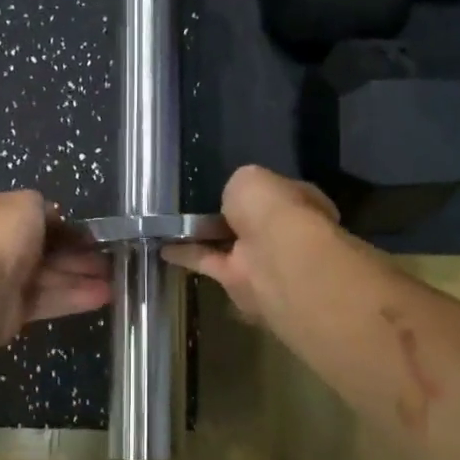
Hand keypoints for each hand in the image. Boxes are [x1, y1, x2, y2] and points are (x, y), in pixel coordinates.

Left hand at [0, 191, 112, 346]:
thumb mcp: (24, 202)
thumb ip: (40, 206)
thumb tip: (51, 217)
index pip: (20, 213)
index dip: (53, 219)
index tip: (81, 228)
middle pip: (37, 247)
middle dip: (73, 252)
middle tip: (106, 256)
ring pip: (44, 275)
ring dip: (79, 275)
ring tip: (113, 279)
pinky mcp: (9, 311)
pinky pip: (44, 300)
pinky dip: (72, 297)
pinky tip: (102, 296)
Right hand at [163, 165, 338, 321]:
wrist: (275, 258)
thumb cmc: (272, 208)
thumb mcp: (249, 178)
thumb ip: (239, 186)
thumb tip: (232, 198)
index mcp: (296, 201)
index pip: (273, 192)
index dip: (252, 189)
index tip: (226, 185)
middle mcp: (281, 231)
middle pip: (250, 221)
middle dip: (230, 214)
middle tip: (196, 203)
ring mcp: (260, 257)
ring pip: (227, 243)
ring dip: (204, 235)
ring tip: (171, 224)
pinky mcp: (237, 280)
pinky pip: (208, 262)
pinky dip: (186, 255)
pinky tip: (163, 248)